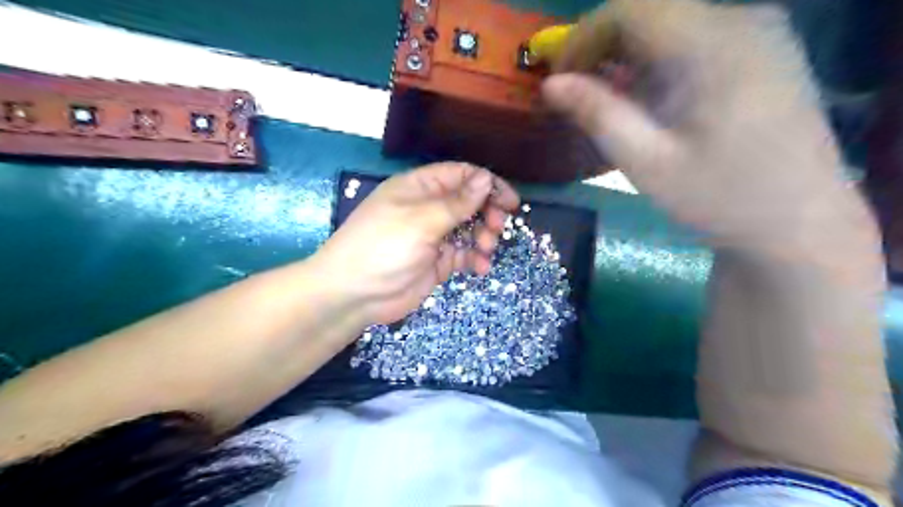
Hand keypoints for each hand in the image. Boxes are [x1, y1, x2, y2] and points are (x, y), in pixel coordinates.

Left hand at [312, 165, 519, 326]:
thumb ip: (457, 202)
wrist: (355, 294)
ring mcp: (433, 236)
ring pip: (469, 229)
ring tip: (485, 249)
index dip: (486, 184)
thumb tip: (485, 178)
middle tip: (497, 227)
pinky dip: (474, 259)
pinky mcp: (437, 261)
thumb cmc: (384, 246)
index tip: (509, 201)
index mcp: (420, 187)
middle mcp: (428, 208)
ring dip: (483, 237)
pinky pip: (463, 254)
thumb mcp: (422, 220)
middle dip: (487, 213)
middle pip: (469, 202)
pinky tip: (480, 267)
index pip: (460, 175)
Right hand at [538, 0, 879, 257]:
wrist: (798, 223)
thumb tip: (551, 84)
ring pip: (671, 23)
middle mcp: (742, 21)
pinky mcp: (762, 51)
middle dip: (602, 45)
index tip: (559, 79)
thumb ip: (598, 115)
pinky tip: (647, 97)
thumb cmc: (719, 198)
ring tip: (606, 99)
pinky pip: (695, 38)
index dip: (583, 37)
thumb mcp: (647, 163)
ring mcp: (759, 32)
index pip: (631, 9)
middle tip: (577, 91)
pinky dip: (657, 61)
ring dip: (627, 54)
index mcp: (714, 46)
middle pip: (651, 10)